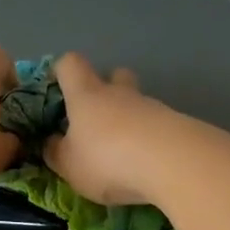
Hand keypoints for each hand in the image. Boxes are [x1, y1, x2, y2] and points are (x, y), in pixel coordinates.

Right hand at [44, 52, 176, 205]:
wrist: (173, 163)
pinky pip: (157, 126)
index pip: (70, 64)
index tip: (57, 88)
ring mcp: (152, 107)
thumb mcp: (69, 165)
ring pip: (138, 103)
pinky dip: (150, 140)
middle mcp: (119, 93)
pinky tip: (147, 166)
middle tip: (97, 119)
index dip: (61, 71)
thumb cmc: (107, 159)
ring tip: (124, 155)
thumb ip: (56, 152)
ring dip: (130, 121)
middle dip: (106, 89)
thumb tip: (51, 141)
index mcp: (86, 95)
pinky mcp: (177, 125)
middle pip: (115, 75)